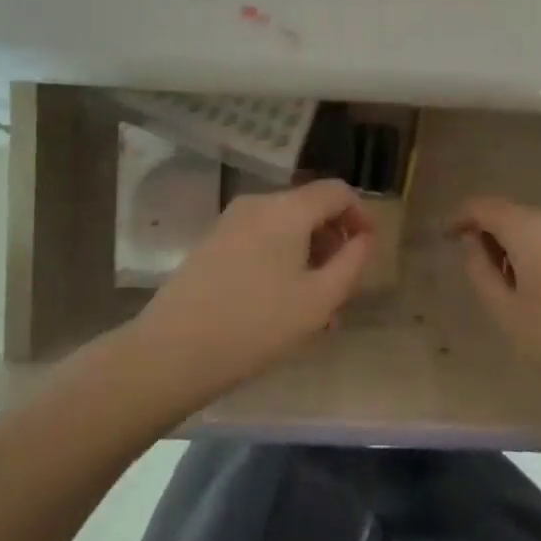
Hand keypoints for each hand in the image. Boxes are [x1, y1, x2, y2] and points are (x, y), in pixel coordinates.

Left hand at [133, 180, 374, 407]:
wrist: (172, 350)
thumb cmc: (255, 325)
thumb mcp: (318, 301)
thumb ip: (351, 264)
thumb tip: (365, 238)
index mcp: (287, 209)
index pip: (337, 190)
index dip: (360, 215)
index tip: (368, 251)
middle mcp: (258, 204)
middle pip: (309, 209)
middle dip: (332, 244)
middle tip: (340, 292)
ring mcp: (231, 222)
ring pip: (285, 229)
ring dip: (307, 259)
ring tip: (312, 311)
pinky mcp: (212, 242)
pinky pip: (260, 240)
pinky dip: (280, 262)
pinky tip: (278, 307)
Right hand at [454, 198, 540, 425]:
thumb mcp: (509, 316)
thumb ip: (481, 272)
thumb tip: (474, 243)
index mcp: (530, 229)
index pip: (485, 207)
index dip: (462, 217)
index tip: (448, 235)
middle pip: (519, 218)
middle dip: (500, 240)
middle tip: (495, 279)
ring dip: (533, 250)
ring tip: (534, 293)